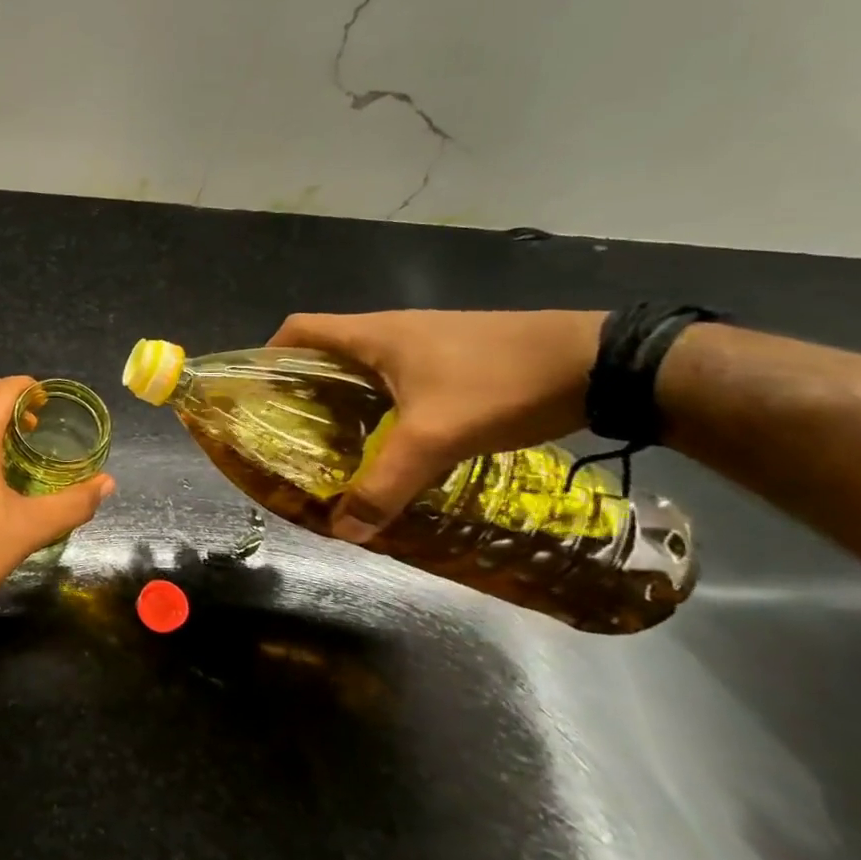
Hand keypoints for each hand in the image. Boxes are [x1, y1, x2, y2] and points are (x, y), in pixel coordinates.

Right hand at [269, 310, 603, 541]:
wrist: (602, 362)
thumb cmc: (500, 383)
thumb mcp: (436, 438)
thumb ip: (386, 484)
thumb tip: (344, 530)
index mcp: (373, 335)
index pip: (299, 329)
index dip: (269, 355)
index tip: (258, 393)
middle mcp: (392, 331)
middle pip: (326, 350)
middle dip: (302, 387)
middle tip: (290, 431)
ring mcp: (426, 342)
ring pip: (363, 367)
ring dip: (341, 397)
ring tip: (333, 442)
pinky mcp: (454, 358)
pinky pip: (395, 377)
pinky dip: (378, 403)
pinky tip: (390, 438)